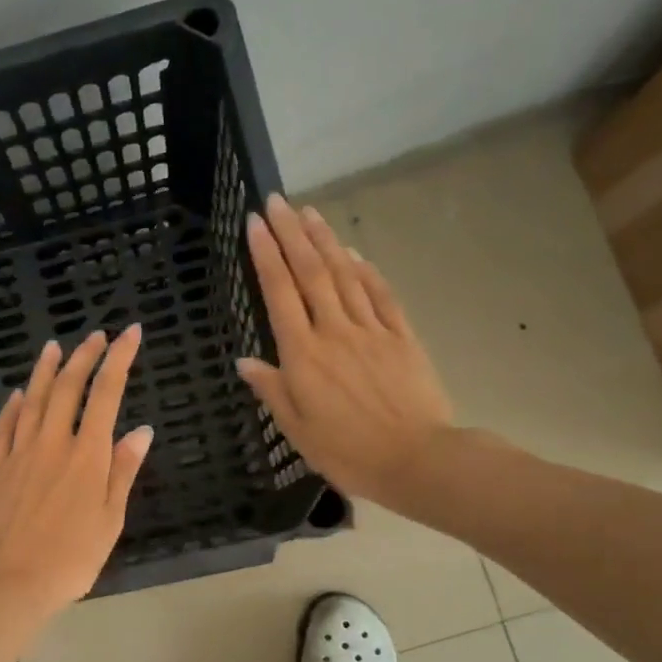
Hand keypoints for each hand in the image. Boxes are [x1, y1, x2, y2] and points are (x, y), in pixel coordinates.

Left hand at [0, 327, 154, 621]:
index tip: (129, 333)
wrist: (8, 584)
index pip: (106, 394)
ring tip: (54, 346)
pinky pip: (3, 428)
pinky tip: (16, 394)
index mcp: (86, 456)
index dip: (119, 359)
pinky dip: (12, 406)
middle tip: (95, 335)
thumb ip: (123, 471)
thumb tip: (141, 430)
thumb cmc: (70, 560)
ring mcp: (18, 454)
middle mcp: (52, 444)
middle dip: (84, 356)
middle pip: (67, 387)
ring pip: (31, 400)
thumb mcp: (109, 520)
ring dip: (44, 370)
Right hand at [236, 197, 457, 516]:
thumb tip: (244, 361)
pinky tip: (355, 252)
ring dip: (326, 240)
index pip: (280, 293)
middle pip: (311, 273)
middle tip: (277, 201)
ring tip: (309, 212)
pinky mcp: (402, 337)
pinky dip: (366, 269)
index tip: (255, 223)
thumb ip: (272, 389)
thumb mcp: (298, 430)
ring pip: (346, 275)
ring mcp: (372, 330)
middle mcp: (335, 331)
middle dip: (292, 234)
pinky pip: (381, 295)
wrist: (417, 460)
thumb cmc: (348, 452)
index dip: (266, 255)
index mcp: (304, 355)